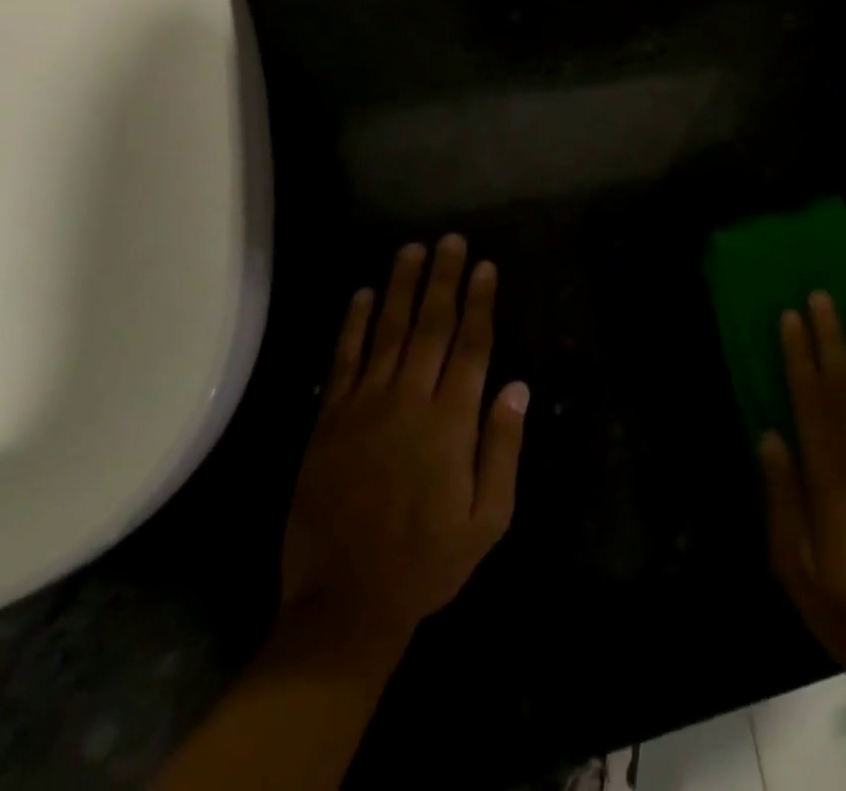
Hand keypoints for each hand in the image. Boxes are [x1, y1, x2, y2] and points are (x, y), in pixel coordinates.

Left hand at [275, 235, 529, 667]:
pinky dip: (352, 325)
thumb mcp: (489, 518)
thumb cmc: (428, 561)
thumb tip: (516, 387)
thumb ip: (503, 448)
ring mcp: (364, 408)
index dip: (480, 303)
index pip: (471, 346)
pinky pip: (343, 361)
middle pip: (431, 326)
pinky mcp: (330, 422)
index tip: (486, 267)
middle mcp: (409, 401)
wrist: (344, 604)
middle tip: (451, 240)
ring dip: (401, 288)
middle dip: (444, 279)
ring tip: (412, 250)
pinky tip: (361, 296)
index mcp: (450, 422)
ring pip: (387, 332)